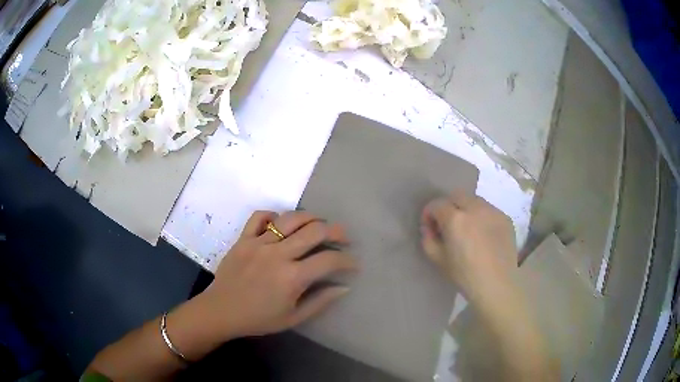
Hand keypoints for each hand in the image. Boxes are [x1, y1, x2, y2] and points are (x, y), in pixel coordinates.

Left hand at [200, 210, 357, 339]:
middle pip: (315, 231)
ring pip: (290, 218)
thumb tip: (344, 287)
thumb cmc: (259, 319)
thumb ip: (321, 301)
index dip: (347, 260)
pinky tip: (280, 224)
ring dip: (310, 218)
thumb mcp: (293, 318)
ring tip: (318, 225)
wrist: (221, 311)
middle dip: (336, 231)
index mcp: (292, 277)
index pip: (329, 260)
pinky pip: (260, 216)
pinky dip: (273, 216)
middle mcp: (278, 254)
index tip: (353, 263)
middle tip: (343, 237)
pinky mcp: (243, 238)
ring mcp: (259, 242)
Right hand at [420, 191, 516, 300]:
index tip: (430, 228)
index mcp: (455, 219)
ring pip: (474, 200)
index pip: (437, 204)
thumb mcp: (439, 260)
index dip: (429, 214)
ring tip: (467, 228)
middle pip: (456, 195)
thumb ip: (428, 240)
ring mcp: (492, 211)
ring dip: (466, 209)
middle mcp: (475, 208)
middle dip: (448, 206)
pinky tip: (483, 234)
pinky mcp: (505, 217)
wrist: (497, 285)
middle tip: (448, 225)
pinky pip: (488, 210)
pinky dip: (481, 216)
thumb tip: (428, 229)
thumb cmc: (465, 276)